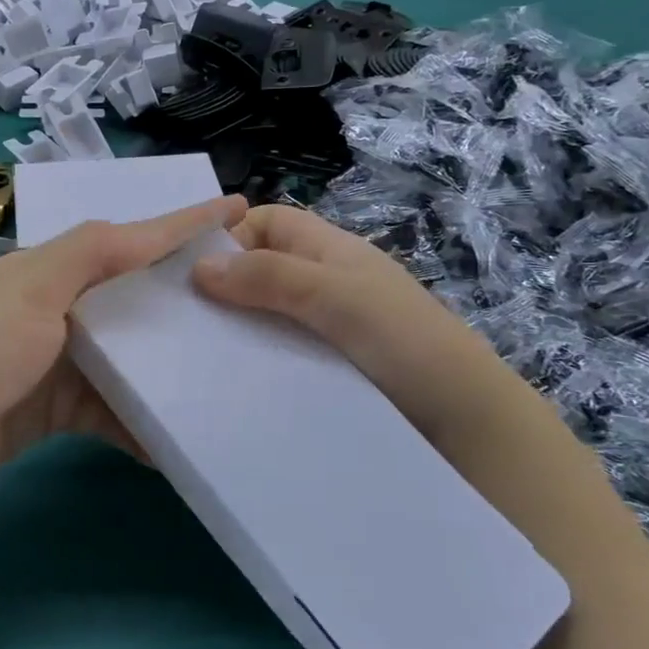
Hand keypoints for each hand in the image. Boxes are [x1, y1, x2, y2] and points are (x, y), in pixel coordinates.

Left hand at [0, 196, 246, 484]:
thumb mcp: (33, 286)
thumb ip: (91, 252)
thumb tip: (151, 230)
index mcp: (53, 269)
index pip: (129, 239)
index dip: (182, 224)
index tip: (238, 210)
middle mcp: (61, 309)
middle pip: (136, 300)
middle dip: (186, 301)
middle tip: (248, 302)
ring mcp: (62, 362)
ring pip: (131, 358)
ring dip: (170, 368)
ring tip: (230, 370)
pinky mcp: (62, 409)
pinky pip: (114, 410)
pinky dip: (141, 422)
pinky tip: (178, 437)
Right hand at [191, 204, 521, 447]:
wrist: (467, 426)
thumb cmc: (406, 342)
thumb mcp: (337, 296)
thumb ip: (271, 276)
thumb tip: (198, 266)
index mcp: (330, 251)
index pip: (268, 222)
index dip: (231, 234)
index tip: (193, 270)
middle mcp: (324, 284)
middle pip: (260, 269)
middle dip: (222, 286)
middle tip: (181, 319)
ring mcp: (325, 330)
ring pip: (265, 315)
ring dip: (235, 329)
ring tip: (195, 356)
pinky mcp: (325, 372)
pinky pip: (277, 354)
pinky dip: (253, 362)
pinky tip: (230, 384)